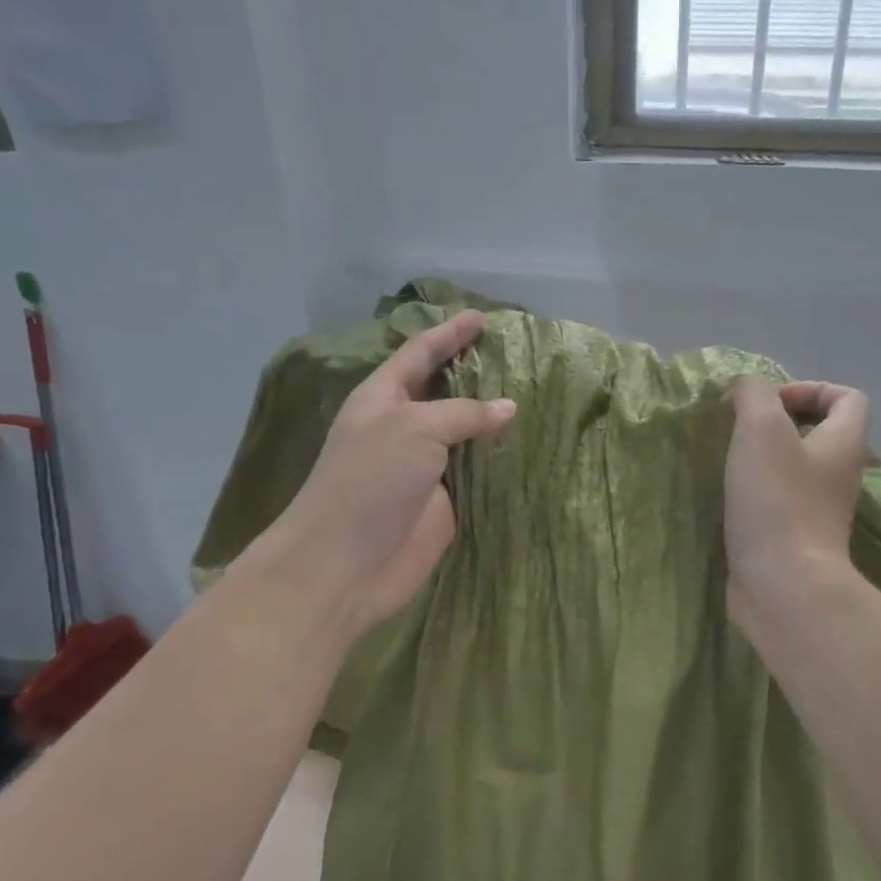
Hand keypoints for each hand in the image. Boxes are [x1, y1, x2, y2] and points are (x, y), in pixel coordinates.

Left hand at [240, 310, 515, 638]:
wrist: (346, 563)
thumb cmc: (370, 481)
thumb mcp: (414, 429)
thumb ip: (464, 413)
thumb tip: (509, 407)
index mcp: (383, 398)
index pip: (420, 354)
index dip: (449, 334)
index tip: (481, 318)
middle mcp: (405, 427)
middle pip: (445, 391)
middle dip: (474, 372)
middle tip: (515, 354)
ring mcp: (426, 467)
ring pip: (466, 433)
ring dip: (494, 417)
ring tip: (534, 394)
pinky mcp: (446, 502)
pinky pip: (478, 473)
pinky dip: (501, 459)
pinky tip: (529, 445)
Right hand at [723, 377, 869, 631]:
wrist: (782, 585)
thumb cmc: (777, 501)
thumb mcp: (760, 428)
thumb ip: (752, 394)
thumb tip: (743, 390)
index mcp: (844, 444)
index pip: (848, 398)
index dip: (811, 388)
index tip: (770, 404)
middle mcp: (839, 476)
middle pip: (820, 434)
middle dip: (779, 425)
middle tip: (741, 431)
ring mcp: (819, 512)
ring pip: (796, 470)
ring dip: (763, 460)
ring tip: (728, 461)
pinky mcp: (795, 540)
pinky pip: (779, 503)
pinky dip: (755, 494)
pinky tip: (728, 498)